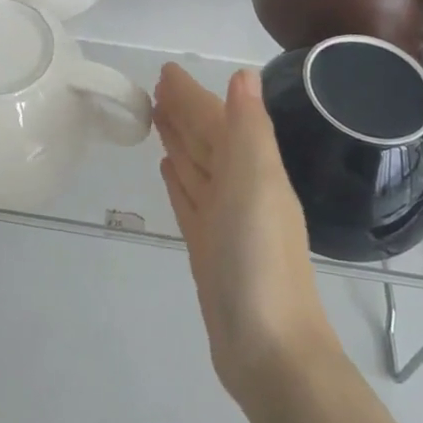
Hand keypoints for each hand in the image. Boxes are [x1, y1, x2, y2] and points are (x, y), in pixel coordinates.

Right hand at [153, 64, 343, 403]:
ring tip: (157, 117)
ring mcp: (224, 220)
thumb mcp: (257, 183)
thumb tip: (243, 74)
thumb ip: (250, 128)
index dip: (194, 94)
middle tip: (154, 88)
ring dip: (180, 140)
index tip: (166, 71)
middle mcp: (241, 189)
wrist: (268, 351)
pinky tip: (168, 168)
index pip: (218, 119)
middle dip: (184, 112)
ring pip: (198, 167)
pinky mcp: (208, 248)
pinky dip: (180, 180)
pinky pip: (190, 200)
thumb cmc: (259, 259)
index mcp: (255, 170)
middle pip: (207, 140)